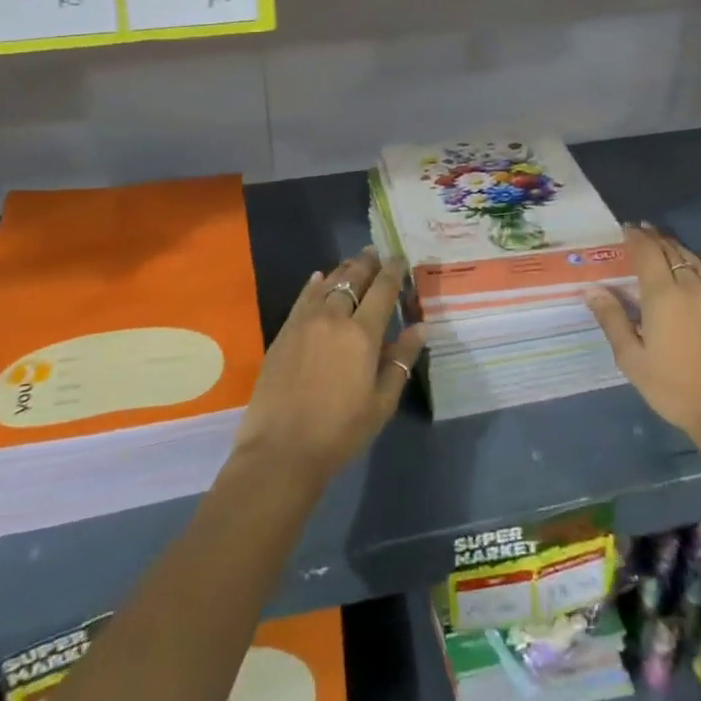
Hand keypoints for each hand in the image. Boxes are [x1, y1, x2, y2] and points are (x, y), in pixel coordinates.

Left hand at [233, 248, 426, 484]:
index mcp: (362, 334)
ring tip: (353, 262)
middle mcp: (334, 318)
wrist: (281, 449)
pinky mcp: (284, 332)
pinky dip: (315, 285)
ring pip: (327, 284)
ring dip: (343, 270)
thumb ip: (401, 360)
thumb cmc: (340, 431)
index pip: (382, 291)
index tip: (399, 258)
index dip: (392, 272)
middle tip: (375, 252)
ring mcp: (305, 322)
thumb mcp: (381, 402)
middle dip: (366, 263)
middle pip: (353, 280)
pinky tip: (319, 278)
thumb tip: (420, 327)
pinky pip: (303, 298)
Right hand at [585, 225, 700, 501]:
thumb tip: (591, 288)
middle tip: (641, 230)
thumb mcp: (633, 360)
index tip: (625, 228)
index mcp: (662, 296)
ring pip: (695, 260)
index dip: (635, 237)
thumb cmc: (675, 390)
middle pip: (670, 251)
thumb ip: (612, 320)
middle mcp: (691, 287)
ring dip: (677, 246)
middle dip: (654, 238)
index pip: (646, 253)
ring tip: (664, 241)